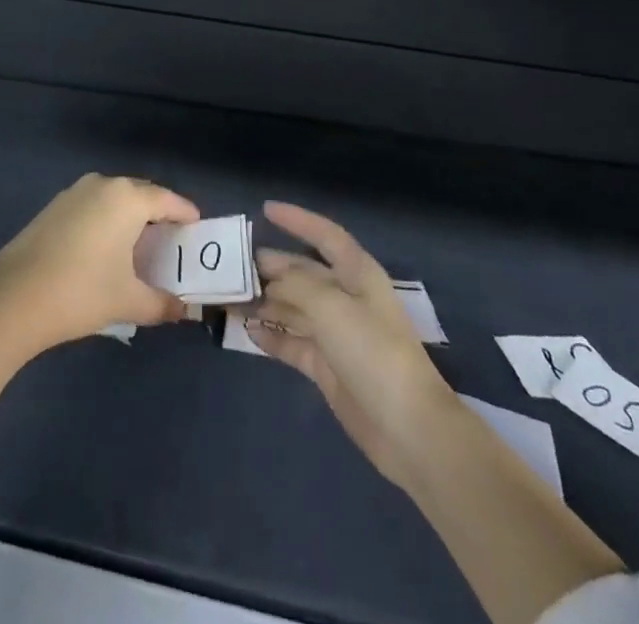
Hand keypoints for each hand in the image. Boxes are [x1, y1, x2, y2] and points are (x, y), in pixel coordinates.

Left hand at [0, 174, 198, 356]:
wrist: (12, 298)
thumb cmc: (81, 292)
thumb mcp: (128, 301)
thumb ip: (161, 303)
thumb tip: (183, 310)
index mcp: (127, 198)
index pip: (167, 200)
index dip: (185, 214)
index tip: (197, 228)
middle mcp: (103, 185)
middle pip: (141, 194)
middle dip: (158, 214)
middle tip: (172, 241)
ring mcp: (74, 193)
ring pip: (114, 199)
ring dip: (130, 217)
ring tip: (140, 246)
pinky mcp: (53, 207)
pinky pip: (92, 206)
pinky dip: (106, 221)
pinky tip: (106, 249)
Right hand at [242, 202, 456, 489]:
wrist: (408, 428)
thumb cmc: (373, 352)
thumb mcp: (332, 306)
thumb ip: (297, 284)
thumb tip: (271, 276)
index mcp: (357, 274)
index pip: (325, 235)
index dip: (298, 220)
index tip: (266, 209)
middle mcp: (346, 298)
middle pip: (303, 272)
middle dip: (271, 267)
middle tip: (232, 265)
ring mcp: (336, 334)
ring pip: (294, 308)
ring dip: (265, 302)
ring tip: (230, 298)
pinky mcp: (327, 367)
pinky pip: (293, 343)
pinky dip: (272, 336)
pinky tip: (247, 331)